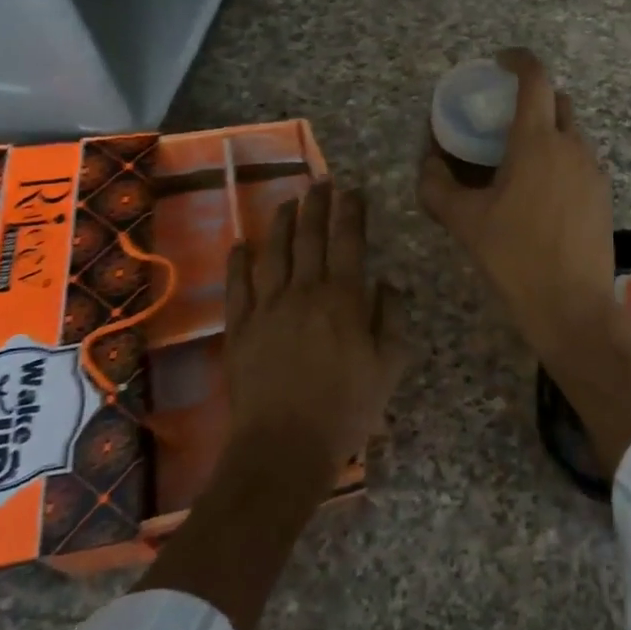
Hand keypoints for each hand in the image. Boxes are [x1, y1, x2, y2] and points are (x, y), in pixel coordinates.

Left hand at [225, 182, 404, 471]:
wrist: (284, 447)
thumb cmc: (346, 408)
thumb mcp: (389, 366)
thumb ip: (392, 319)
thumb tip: (389, 283)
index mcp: (344, 299)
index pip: (349, 243)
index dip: (351, 213)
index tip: (353, 192)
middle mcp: (304, 292)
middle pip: (310, 238)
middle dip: (317, 206)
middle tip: (322, 182)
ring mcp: (267, 308)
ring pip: (273, 254)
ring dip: (281, 224)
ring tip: (288, 201)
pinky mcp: (240, 329)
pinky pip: (238, 286)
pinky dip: (239, 262)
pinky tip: (240, 244)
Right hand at [419, 49, 616, 362]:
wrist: (572, 306)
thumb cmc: (514, 258)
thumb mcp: (464, 222)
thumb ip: (437, 186)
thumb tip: (427, 162)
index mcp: (537, 142)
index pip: (535, 79)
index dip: (519, 60)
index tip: (501, 61)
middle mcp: (572, 146)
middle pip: (556, 102)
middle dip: (532, 98)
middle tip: (503, 117)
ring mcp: (593, 170)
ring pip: (571, 132)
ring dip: (547, 131)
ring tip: (518, 158)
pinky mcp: (603, 194)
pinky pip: (580, 160)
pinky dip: (560, 158)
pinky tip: (540, 191)